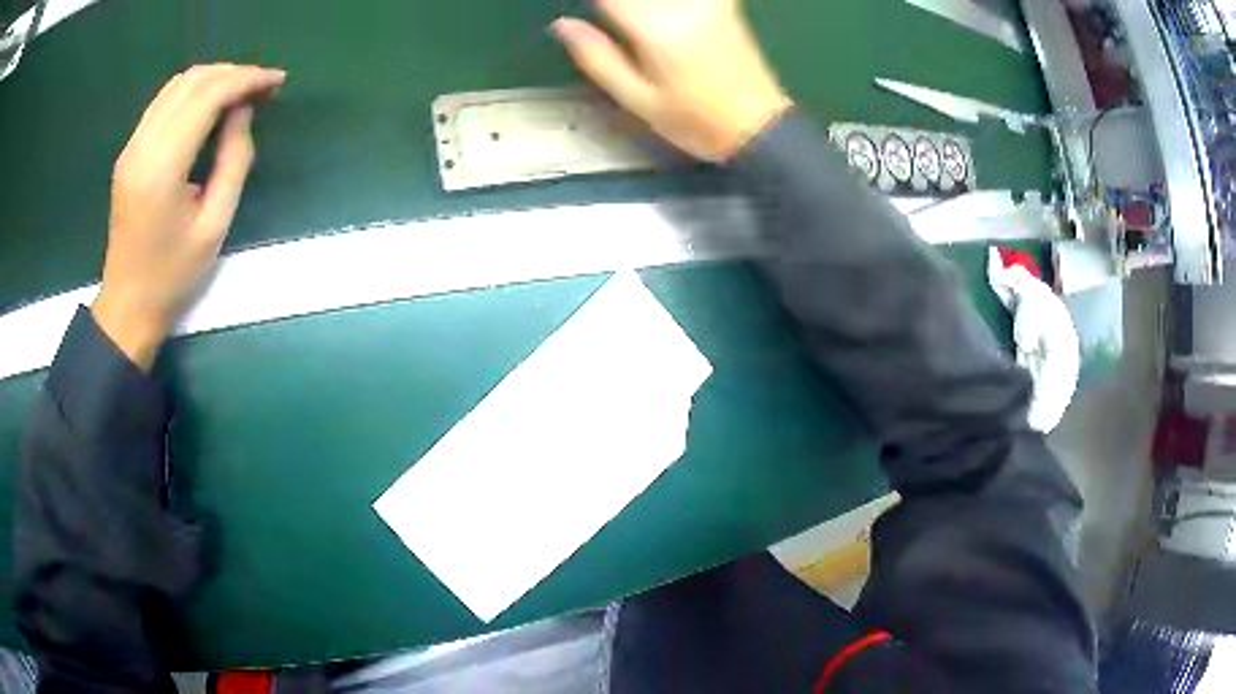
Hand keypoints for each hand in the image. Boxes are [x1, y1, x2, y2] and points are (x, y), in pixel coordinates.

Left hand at [92, 64, 285, 369]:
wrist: (128, 305)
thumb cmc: (173, 275)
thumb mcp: (215, 224)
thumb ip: (234, 160)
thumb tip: (244, 111)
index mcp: (162, 168)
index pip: (207, 97)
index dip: (246, 80)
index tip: (276, 82)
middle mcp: (141, 147)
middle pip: (191, 82)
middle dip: (232, 74)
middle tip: (263, 86)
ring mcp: (131, 147)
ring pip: (176, 85)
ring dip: (213, 79)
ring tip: (241, 92)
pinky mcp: (129, 152)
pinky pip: (163, 102)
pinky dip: (193, 92)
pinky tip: (211, 105)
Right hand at [553, 0, 791, 161]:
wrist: (759, 125)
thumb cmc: (693, 120)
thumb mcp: (636, 99)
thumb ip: (596, 57)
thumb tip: (562, 24)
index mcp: (654, 28)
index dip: (592, 4)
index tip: (581, 13)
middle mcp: (682, 4)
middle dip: (615, 6)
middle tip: (608, 22)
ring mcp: (707, 0)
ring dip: (636, 6)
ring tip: (626, 22)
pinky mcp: (723, 3)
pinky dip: (664, 5)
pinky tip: (658, 16)